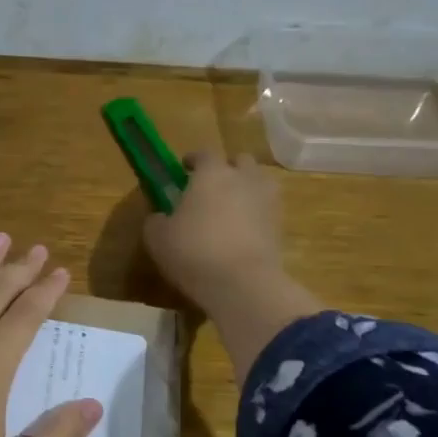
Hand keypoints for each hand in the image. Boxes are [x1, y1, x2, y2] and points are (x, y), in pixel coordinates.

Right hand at [143, 149, 289, 313]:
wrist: (242, 283)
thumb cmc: (193, 251)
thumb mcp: (157, 237)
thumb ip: (156, 220)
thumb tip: (160, 217)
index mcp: (212, 173)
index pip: (204, 153)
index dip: (193, 159)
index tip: (184, 168)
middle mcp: (244, 178)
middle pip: (240, 161)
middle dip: (227, 169)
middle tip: (211, 187)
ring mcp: (268, 200)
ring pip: (259, 183)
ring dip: (246, 189)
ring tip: (230, 208)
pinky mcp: (281, 225)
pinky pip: (267, 209)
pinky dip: (256, 214)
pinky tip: (242, 231)